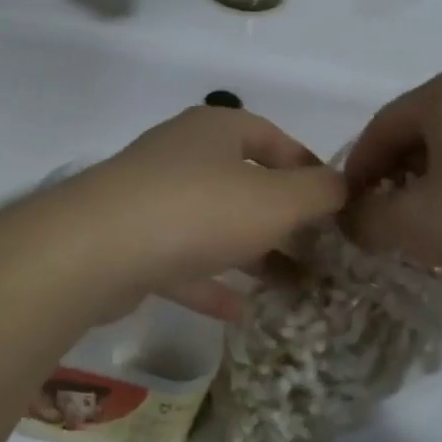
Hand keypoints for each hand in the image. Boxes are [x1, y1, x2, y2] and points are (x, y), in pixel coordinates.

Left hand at [70, 106, 346, 320]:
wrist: (97, 249)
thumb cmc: (200, 209)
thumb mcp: (277, 199)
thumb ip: (318, 192)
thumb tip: (344, 186)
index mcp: (216, 130)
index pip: (273, 139)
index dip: (309, 168)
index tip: (337, 204)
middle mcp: (181, 156)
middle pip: (244, 183)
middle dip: (284, 219)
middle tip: (319, 253)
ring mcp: (151, 199)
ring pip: (214, 224)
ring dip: (252, 253)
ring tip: (292, 285)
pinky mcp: (131, 242)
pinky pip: (182, 261)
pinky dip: (211, 282)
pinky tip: (240, 311)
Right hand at [344, 64, 441, 299]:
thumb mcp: (415, 228)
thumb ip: (365, 218)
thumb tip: (350, 214)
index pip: (381, 127)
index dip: (359, 170)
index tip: (352, 209)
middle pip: (423, 126)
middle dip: (399, 171)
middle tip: (393, 215)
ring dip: (439, 172)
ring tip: (441, 216)